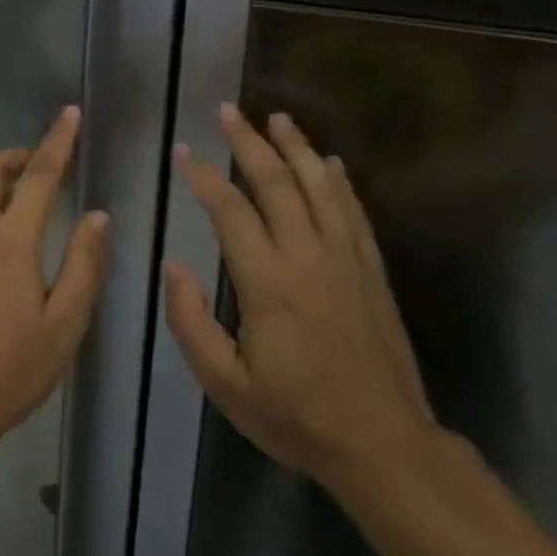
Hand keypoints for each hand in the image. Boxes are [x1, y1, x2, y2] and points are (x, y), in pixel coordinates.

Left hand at [0, 106, 109, 470]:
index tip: (69, 114)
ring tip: (21, 196)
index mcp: (10, 241)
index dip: (57, 142)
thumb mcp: (63, 324)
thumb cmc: (7, 370)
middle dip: (17, 155)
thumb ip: (83, 265)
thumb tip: (96, 215)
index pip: (38, 175)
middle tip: (43, 161)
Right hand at [165, 104, 437, 493]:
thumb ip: (192, 323)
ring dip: (297, 147)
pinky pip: (353, 212)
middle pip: (277, 184)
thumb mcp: (226, 385)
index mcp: (268, 283)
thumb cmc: (296, 417)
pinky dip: (339, 182)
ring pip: (319, 187)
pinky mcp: (371, 271)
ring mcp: (345, 260)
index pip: (231, 212)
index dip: (204, 177)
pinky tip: (330, 162)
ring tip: (277, 118)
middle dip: (248, 143)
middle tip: (228, 111)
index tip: (184, 151)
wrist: (383, 444)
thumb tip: (174, 267)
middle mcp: (308, 257)